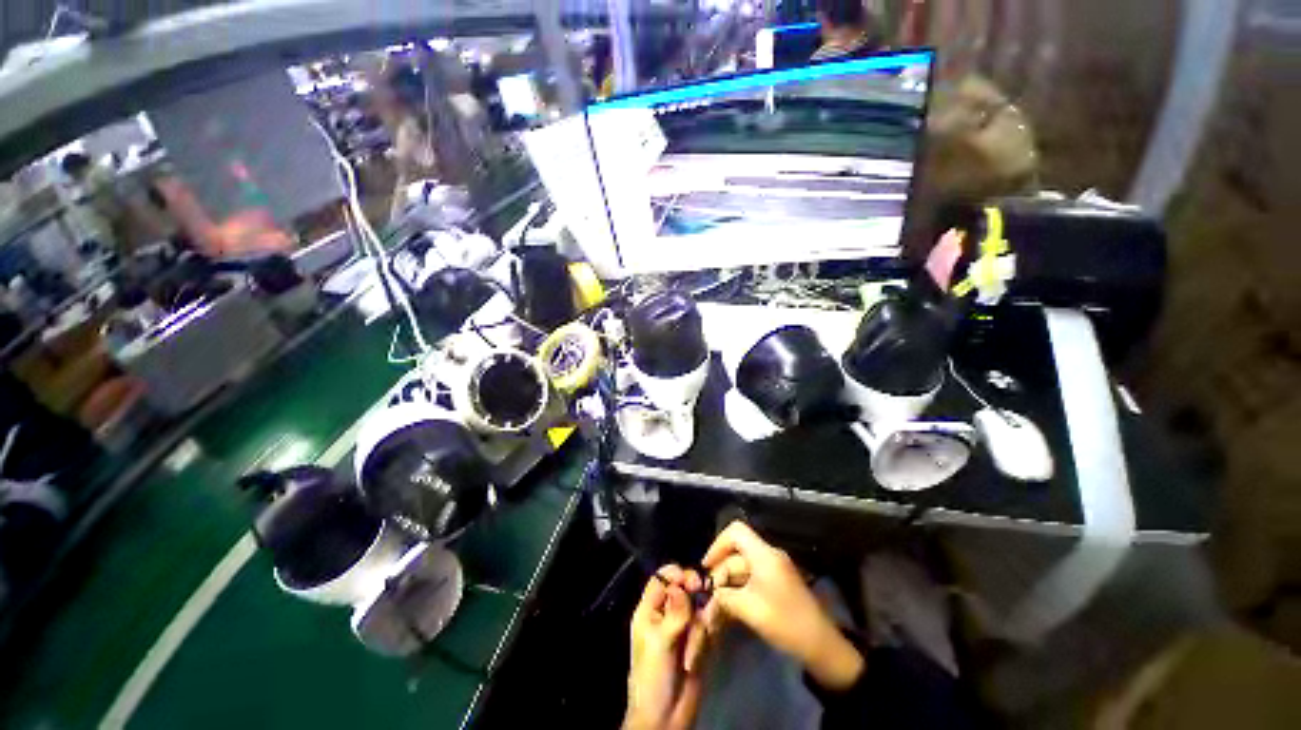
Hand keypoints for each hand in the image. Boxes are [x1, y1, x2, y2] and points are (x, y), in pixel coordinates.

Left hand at [625, 565, 703, 729]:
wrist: (666, 718)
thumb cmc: (654, 677)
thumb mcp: (660, 642)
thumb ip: (674, 612)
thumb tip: (680, 585)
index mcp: (649, 611)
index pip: (661, 579)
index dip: (675, 574)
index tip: (692, 579)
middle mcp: (666, 614)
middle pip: (682, 589)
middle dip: (693, 594)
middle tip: (702, 599)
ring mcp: (682, 627)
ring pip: (697, 607)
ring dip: (699, 622)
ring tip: (696, 643)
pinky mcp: (697, 641)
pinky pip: (705, 625)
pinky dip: (706, 634)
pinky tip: (700, 651)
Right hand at [698, 522, 864, 690]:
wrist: (820, 644)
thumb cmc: (784, 620)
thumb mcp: (749, 608)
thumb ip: (724, 597)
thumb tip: (711, 594)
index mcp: (763, 554)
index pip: (735, 531)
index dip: (717, 544)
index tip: (707, 566)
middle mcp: (768, 556)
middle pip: (737, 552)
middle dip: (721, 570)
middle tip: (709, 594)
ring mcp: (774, 569)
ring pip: (743, 566)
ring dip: (728, 582)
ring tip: (717, 604)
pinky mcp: (777, 583)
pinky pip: (752, 577)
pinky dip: (739, 588)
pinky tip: (731, 606)